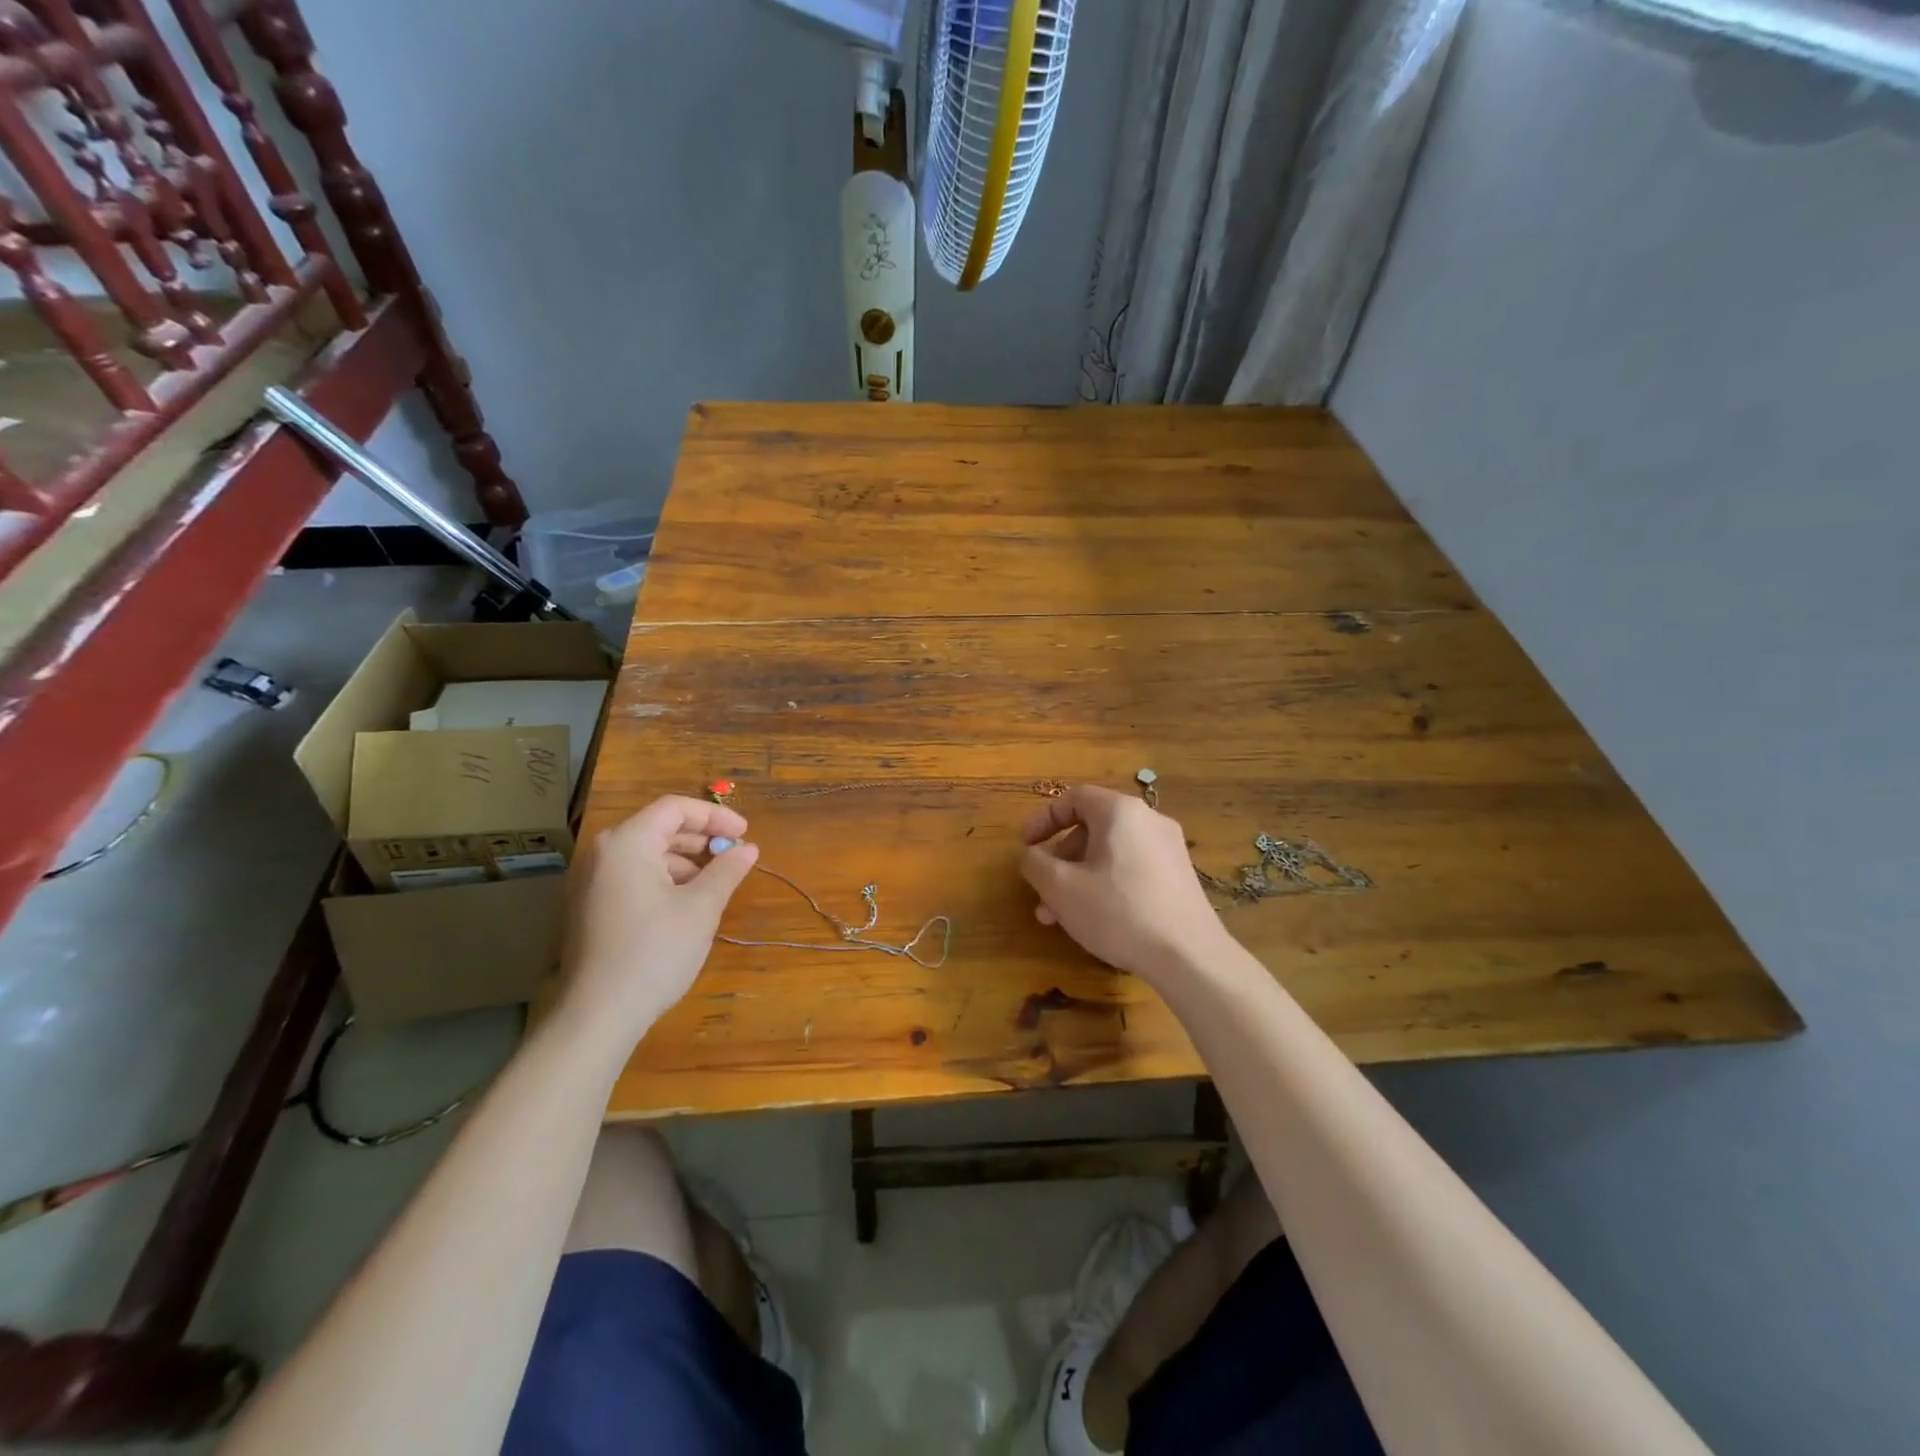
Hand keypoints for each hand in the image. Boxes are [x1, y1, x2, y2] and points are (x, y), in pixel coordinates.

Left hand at [558, 795, 760, 1044]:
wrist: (597, 1015)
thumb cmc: (654, 951)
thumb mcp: (701, 908)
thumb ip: (726, 870)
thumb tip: (748, 848)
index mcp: (627, 843)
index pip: (675, 808)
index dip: (715, 816)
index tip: (745, 833)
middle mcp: (602, 853)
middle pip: (658, 827)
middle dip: (700, 838)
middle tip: (733, 856)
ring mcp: (589, 881)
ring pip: (645, 853)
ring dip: (684, 860)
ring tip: (714, 883)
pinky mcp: (588, 907)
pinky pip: (631, 875)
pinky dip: (662, 878)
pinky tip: (685, 903)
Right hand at [1020, 784, 1231, 981]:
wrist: (1189, 956)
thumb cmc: (1118, 912)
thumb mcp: (1061, 888)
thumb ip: (1035, 863)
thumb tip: (1032, 854)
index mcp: (1120, 812)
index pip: (1074, 798)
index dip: (1043, 819)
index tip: (1025, 846)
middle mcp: (1148, 820)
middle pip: (1092, 828)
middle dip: (1060, 859)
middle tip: (1042, 892)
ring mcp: (1169, 848)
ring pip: (1110, 853)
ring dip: (1079, 877)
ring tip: (1060, 916)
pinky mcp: (1179, 875)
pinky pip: (1131, 867)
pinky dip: (1106, 883)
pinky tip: (1095, 919)